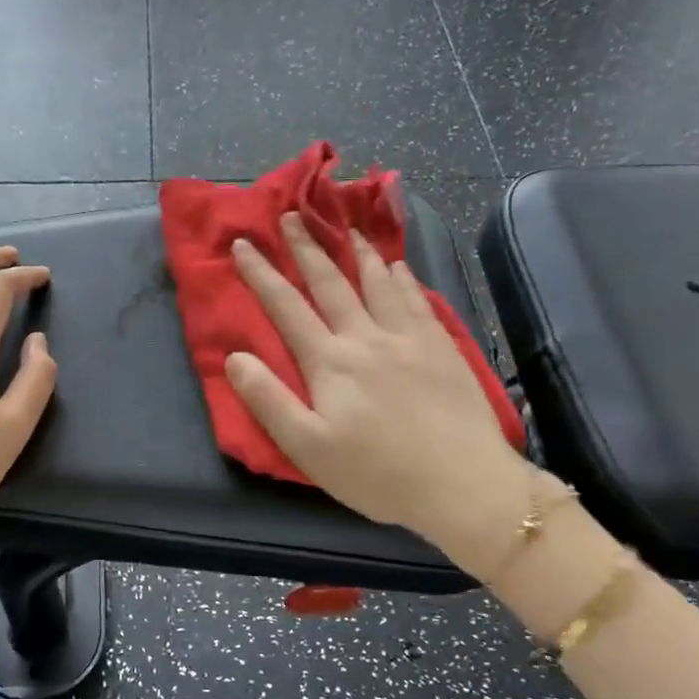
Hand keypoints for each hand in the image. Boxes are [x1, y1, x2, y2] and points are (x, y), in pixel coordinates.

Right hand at [225, 214, 532, 571]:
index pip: (286, 307)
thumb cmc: (377, 473)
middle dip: (307, 246)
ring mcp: (409, 338)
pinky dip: (402, 277)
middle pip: (331, 283)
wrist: (462, 484)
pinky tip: (398, 266)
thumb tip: (235, 357)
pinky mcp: (442, 347)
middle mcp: (367, 337)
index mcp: (330, 362)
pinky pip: (417, 299)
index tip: (243, 243)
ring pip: (378, 282)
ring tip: (346, 226)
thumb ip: (268, 400)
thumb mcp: (307, 448)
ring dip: (357, 251)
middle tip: (292, 214)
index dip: (261, 273)